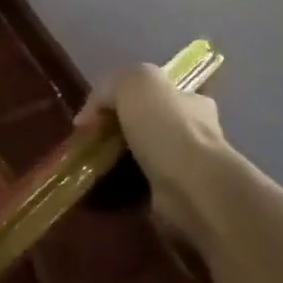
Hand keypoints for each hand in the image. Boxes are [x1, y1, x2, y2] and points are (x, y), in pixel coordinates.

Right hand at [76, 63, 237, 258]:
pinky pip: (141, 191)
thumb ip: (108, 89)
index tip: (95, 115)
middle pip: (150, 127)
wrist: (191, 186)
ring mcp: (187, 169)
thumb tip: (88, 116)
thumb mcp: (133, 82)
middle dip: (121, 133)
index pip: (157, 93)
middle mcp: (194, 133)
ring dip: (119, 163)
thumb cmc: (166, 127)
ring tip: (89, 166)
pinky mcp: (176, 200)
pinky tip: (99, 190)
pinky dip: (121, 191)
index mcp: (190, 100)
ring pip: (144, 160)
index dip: (124, 99)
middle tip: (90, 142)